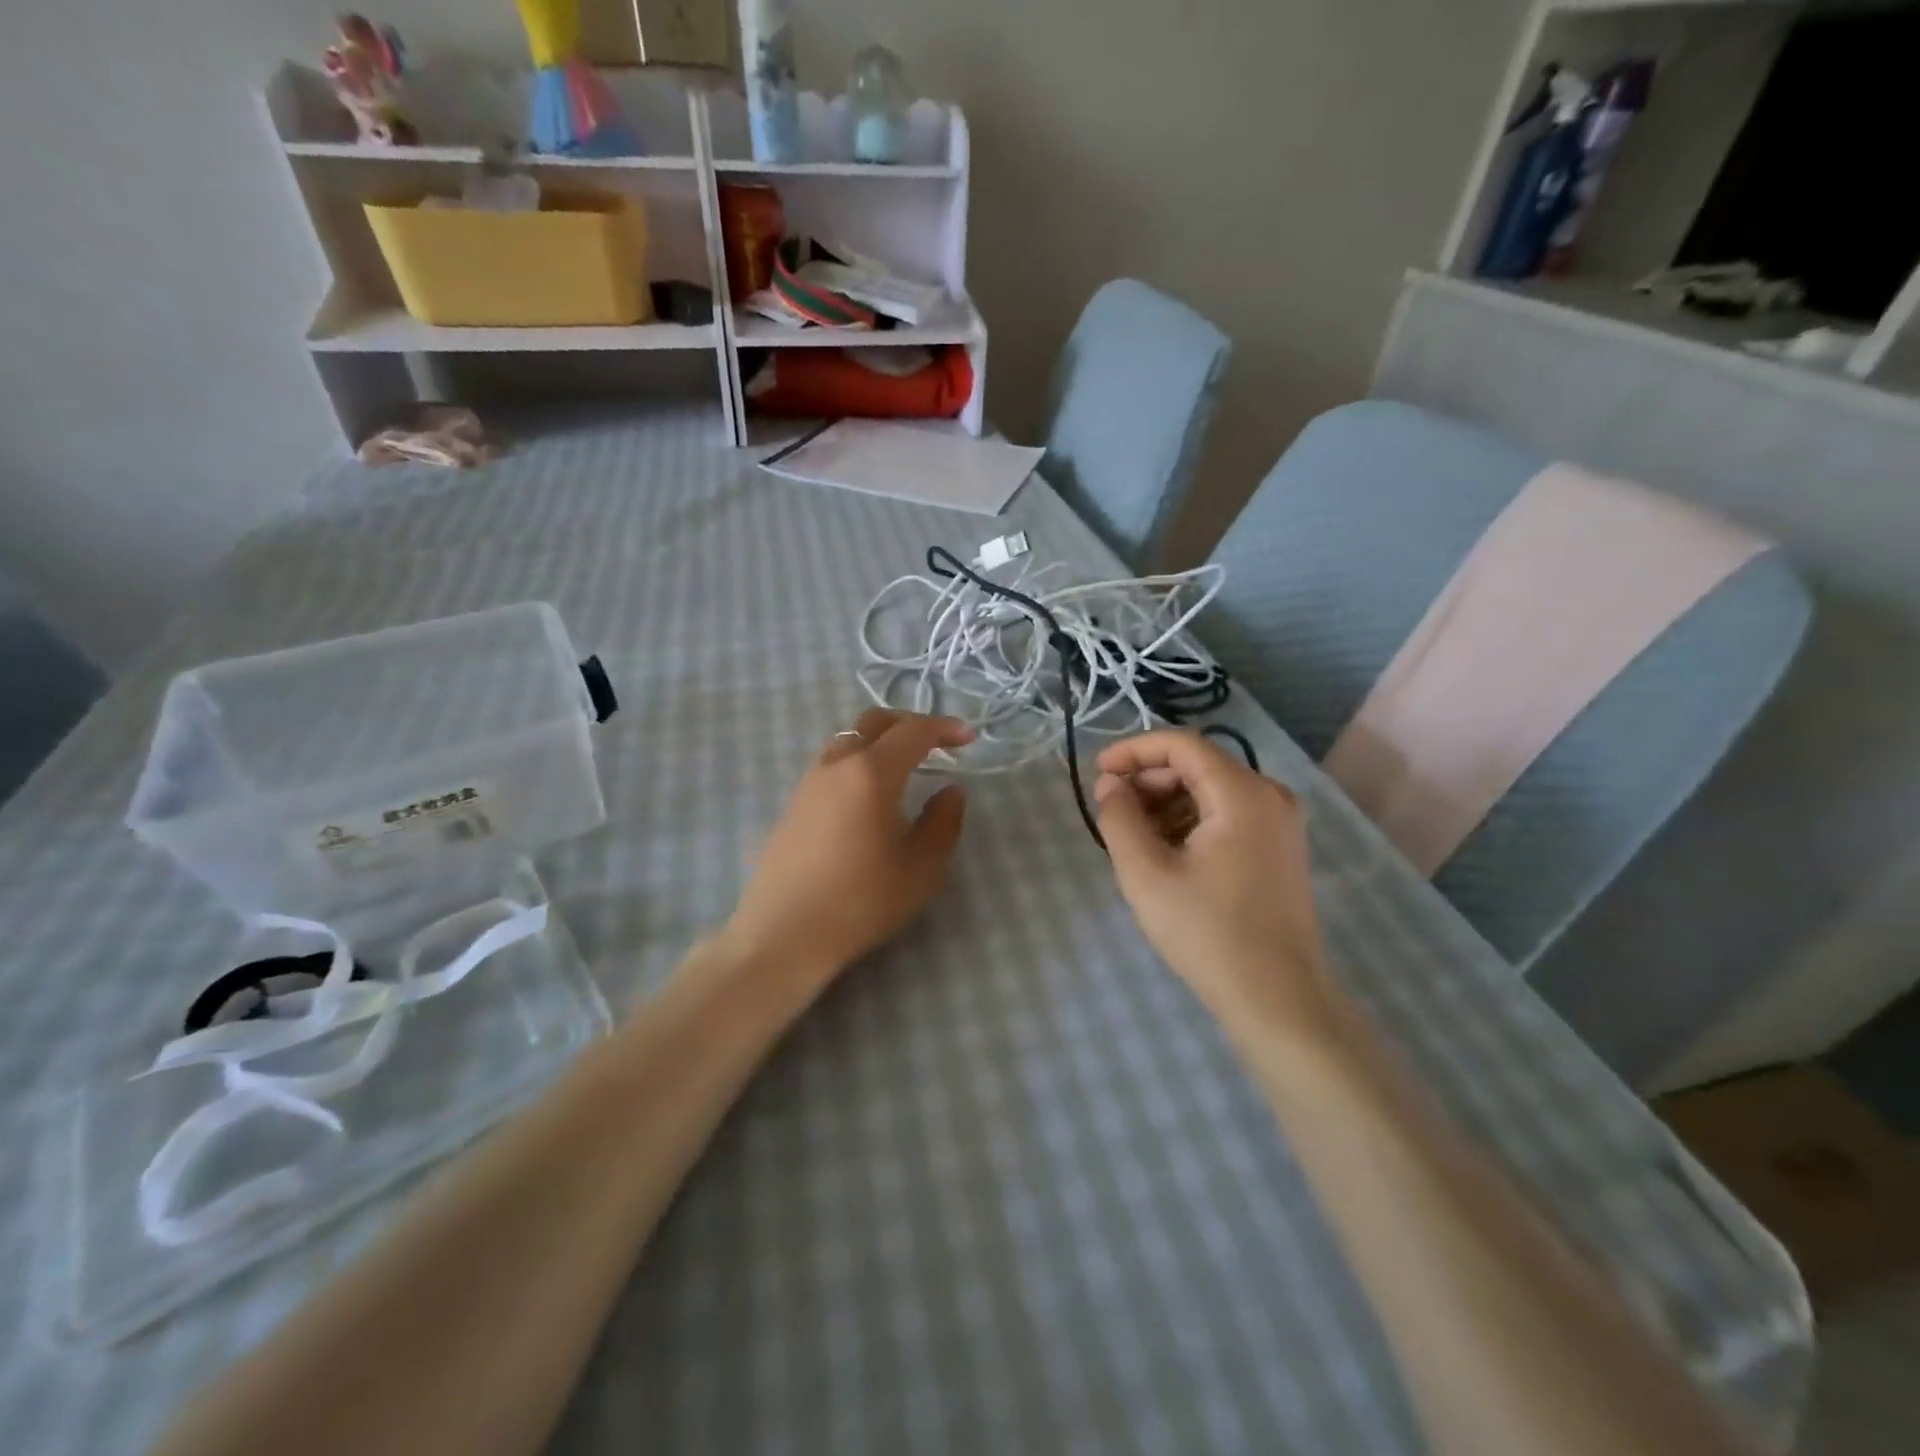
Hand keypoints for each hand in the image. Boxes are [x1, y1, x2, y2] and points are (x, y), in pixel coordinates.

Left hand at [721, 709, 973, 986]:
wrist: (783, 935)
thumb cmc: (860, 902)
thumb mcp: (920, 869)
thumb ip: (943, 822)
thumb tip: (951, 791)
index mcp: (871, 773)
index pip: (912, 732)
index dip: (944, 728)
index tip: (968, 738)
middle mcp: (835, 765)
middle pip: (872, 723)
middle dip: (908, 724)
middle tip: (936, 741)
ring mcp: (808, 783)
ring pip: (847, 741)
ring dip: (878, 741)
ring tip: (902, 766)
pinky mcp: (792, 804)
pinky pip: (830, 765)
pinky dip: (857, 762)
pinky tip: (867, 795)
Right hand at [1094, 730, 1332, 1037]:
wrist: (1278, 997)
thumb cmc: (1207, 932)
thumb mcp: (1146, 873)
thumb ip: (1119, 818)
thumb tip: (1111, 785)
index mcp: (1243, 794)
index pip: (1181, 744)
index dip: (1133, 751)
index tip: (1098, 773)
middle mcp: (1270, 796)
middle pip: (1197, 766)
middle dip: (1149, 781)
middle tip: (1112, 812)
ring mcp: (1280, 823)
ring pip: (1211, 791)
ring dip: (1167, 804)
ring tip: (1134, 839)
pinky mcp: (1280, 848)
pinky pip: (1228, 815)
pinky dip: (1191, 822)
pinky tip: (1167, 854)